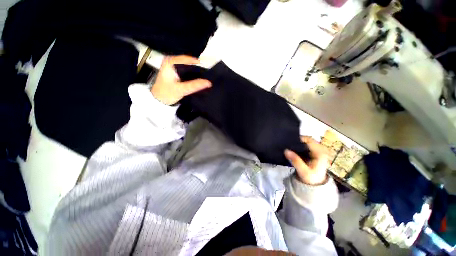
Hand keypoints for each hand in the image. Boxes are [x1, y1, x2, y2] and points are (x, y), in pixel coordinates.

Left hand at [151, 55, 211, 104]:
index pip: (189, 59)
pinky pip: (186, 70)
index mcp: (171, 61)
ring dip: (195, 73)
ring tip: (203, 79)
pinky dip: (191, 75)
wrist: (158, 100)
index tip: (208, 74)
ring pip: (188, 67)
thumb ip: (195, 85)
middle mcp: (171, 60)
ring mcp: (172, 66)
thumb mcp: (181, 89)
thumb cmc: (166, 94)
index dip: (200, 66)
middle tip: (207, 78)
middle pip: (189, 62)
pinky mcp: (174, 71)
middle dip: (198, 70)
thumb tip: (209, 82)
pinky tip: (196, 80)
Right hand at [285, 136, 330, 184]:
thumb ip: (295, 161)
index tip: (289, 141)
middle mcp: (321, 149)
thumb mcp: (303, 171)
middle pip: (308, 139)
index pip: (309, 140)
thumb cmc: (311, 178)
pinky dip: (300, 145)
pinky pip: (306, 145)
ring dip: (299, 142)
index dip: (299, 139)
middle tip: (289, 143)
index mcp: (320, 153)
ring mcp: (318, 150)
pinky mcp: (314, 152)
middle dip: (298, 140)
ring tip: (290, 145)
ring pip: (307, 141)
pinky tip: (294, 149)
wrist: (316, 184)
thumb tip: (286, 151)